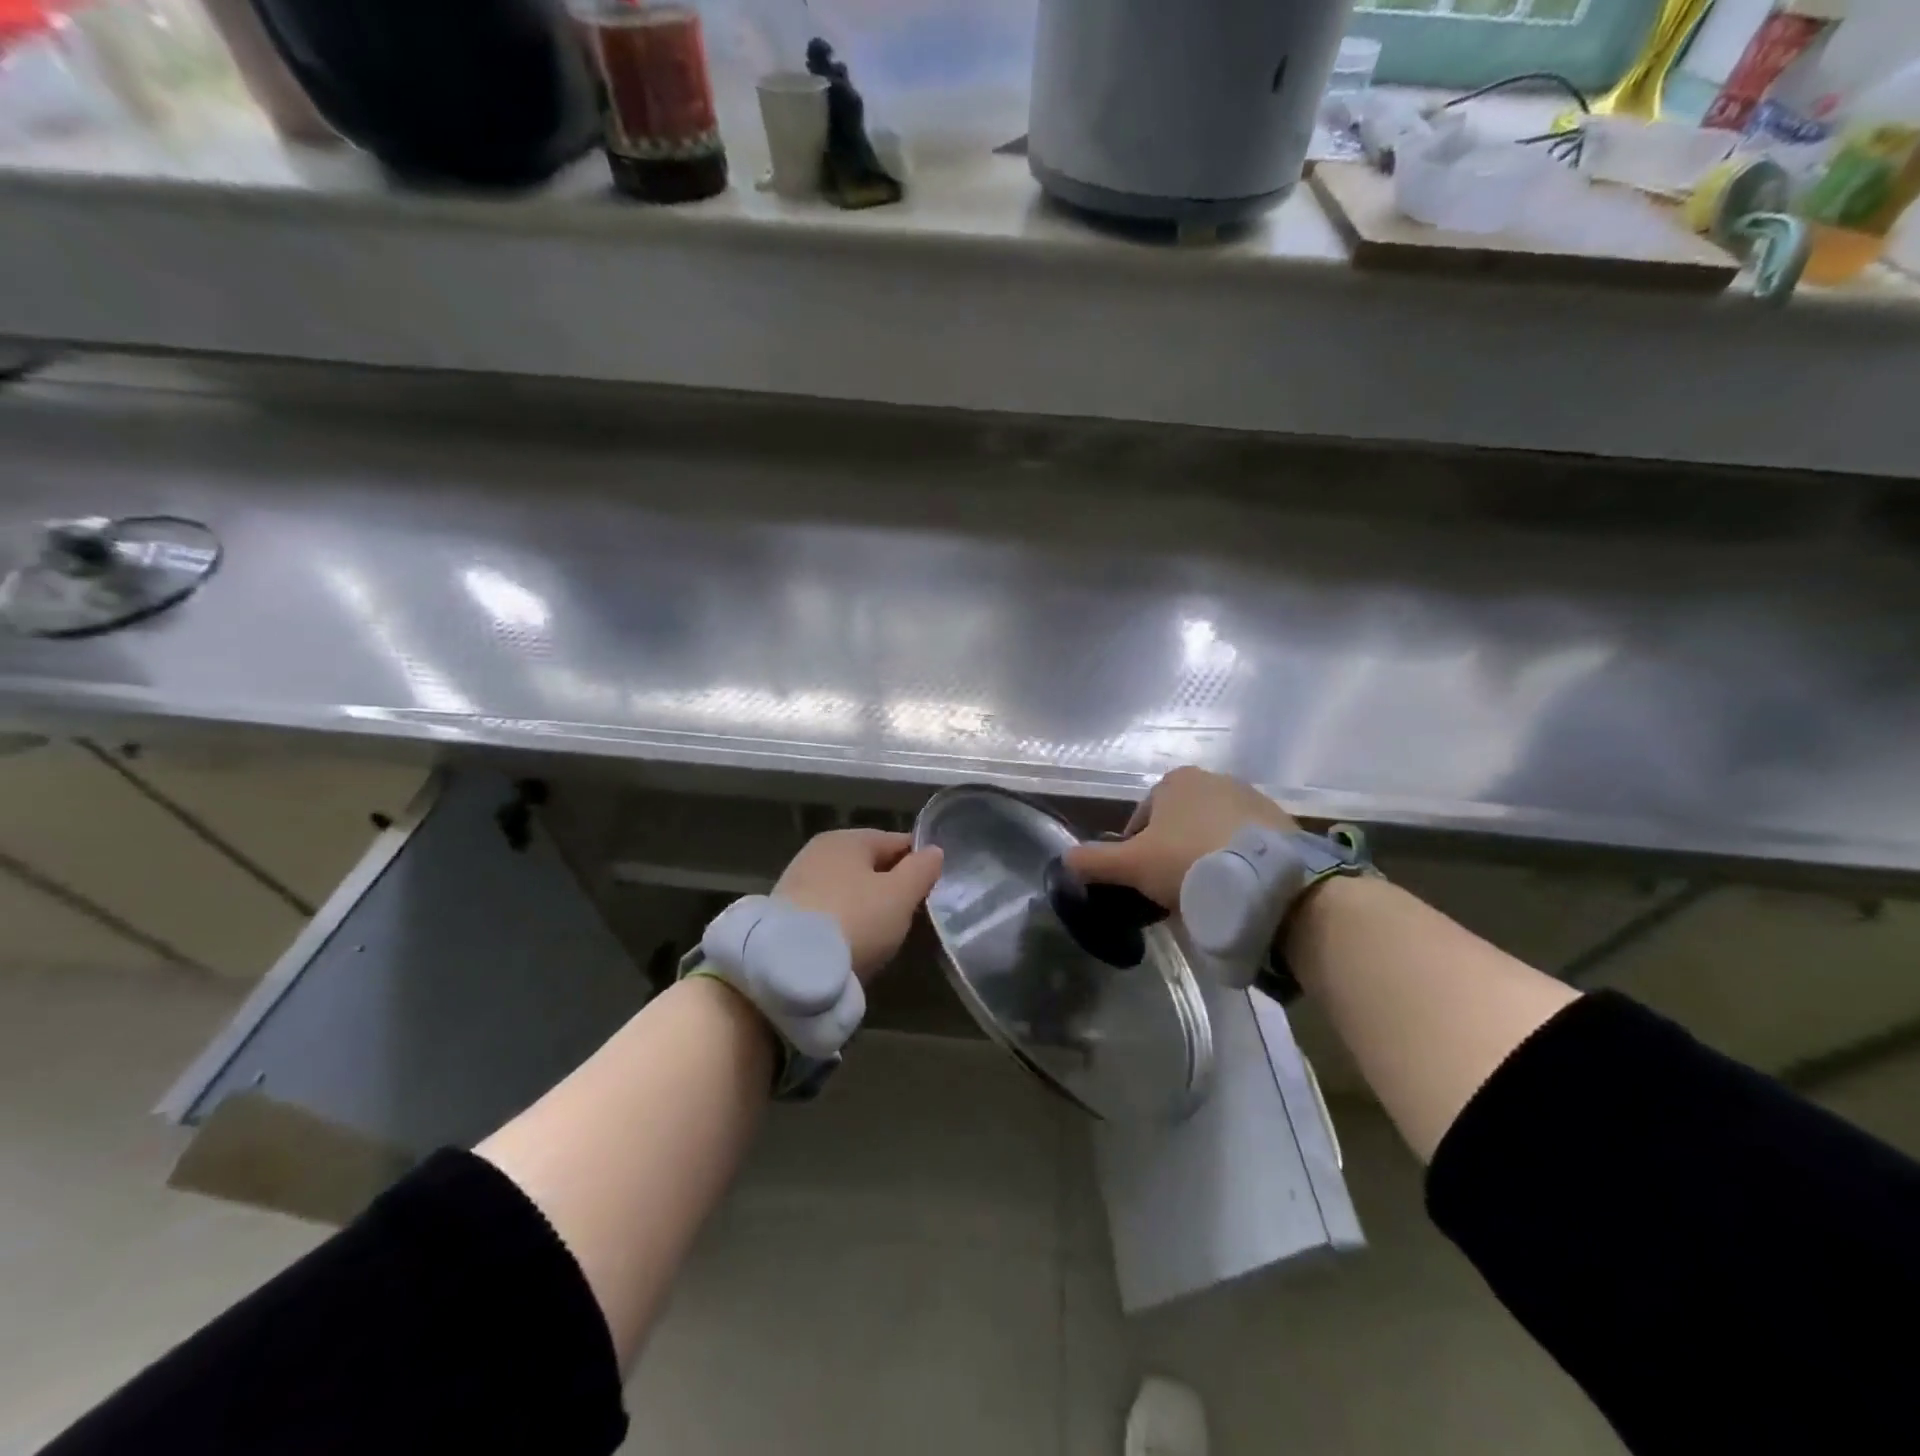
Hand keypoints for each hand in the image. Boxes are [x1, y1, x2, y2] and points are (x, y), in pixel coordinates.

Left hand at [773, 829, 943, 982]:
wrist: (788, 968)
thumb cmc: (855, 920)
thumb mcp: (900, 895)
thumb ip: (921, 870)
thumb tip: (934, 851)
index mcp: (848, 838)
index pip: (897, 842)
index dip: (920, 864)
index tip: (934, 891)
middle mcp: (819, 852)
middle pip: (870, 866)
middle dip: (892, 888)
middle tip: (912, 918)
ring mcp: (798, 882)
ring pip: (849, 891)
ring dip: (867, 908)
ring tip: (884, 937)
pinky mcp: (786, 914)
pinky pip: (829, 912)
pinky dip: (844, 924)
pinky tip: (853, 945)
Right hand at [1064, 766, 1294, 909]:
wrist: (1268, 879)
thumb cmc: (1189, 861)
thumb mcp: (1131, 865)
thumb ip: (1094, 860)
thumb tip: (1064, 860)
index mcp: (1174, 781)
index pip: (1142, 818)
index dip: (1135, 851)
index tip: (1143, 880)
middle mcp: (1213, 778)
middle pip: (1178, 824)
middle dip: (1172, 852)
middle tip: (1174, 889)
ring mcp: (1251, 798)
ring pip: (1211, 832)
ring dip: (1204, 856)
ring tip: (1207, 893)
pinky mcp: (1281, 822)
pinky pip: (1245, 843)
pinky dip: (1236, 860)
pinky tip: (1236, 888)